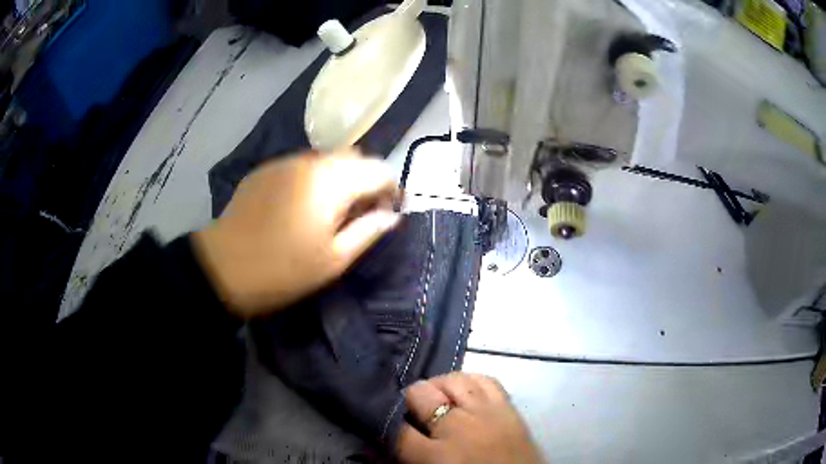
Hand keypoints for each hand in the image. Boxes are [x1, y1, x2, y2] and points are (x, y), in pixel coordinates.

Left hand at [193, 149, 399, 318]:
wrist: (223, 267)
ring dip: (339, 177)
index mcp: (331, 181)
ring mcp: (284, 162)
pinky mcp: (265, 170)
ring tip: (330, 209)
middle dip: (366, 180)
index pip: (379, 169)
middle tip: (360, 212)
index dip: (392, 188)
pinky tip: (300, 205)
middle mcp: (310, 161)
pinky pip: (301, 165)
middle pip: (354, 157)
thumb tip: (392, 215)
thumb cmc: (283, 270)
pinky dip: (313, 178)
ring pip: (327, 159)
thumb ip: (369, 231)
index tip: (389, 211)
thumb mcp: (334, 259)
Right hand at [397, 373, 544, 463]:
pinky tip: (465, 392)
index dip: (387, 423)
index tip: (387, 422)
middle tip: (412, 412)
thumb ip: (410, 456)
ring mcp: (486, 412)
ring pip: (452, 380)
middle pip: (420, 394)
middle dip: (410, 400)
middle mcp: (457, 427)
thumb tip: (393, 436)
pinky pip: (484, 379)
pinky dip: (469, 382)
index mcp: (434, 456)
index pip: (395, 428)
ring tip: (437, 399)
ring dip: (438, 387)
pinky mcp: (508, 406)